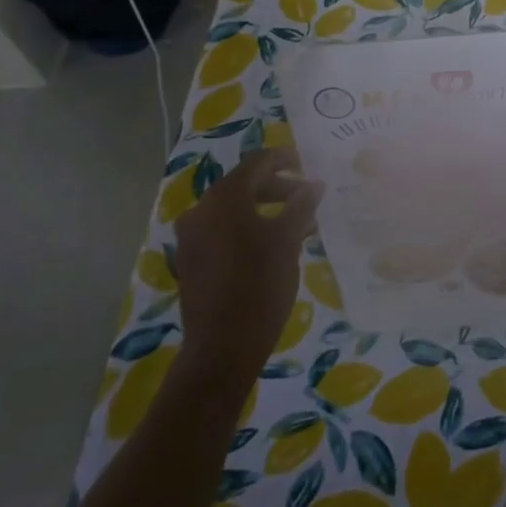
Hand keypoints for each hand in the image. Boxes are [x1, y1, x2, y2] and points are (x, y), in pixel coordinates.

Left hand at [171, 148, 322, 387]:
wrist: (223, 347)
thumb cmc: (260, 284)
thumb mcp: (288, 240)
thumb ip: (301, 205)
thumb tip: (313, 184)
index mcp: (224, 198)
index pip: (257, 163)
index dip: (285, 159)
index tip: (308, 165)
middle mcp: (201, 210)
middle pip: (244, 186)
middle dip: (278, 189)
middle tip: (307, 199)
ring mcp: (192, 237)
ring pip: (234, 211)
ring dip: (265, 211)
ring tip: (297, 226)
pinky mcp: (191, 260)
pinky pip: (223, 232)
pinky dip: (248, 230)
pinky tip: (273, 247)